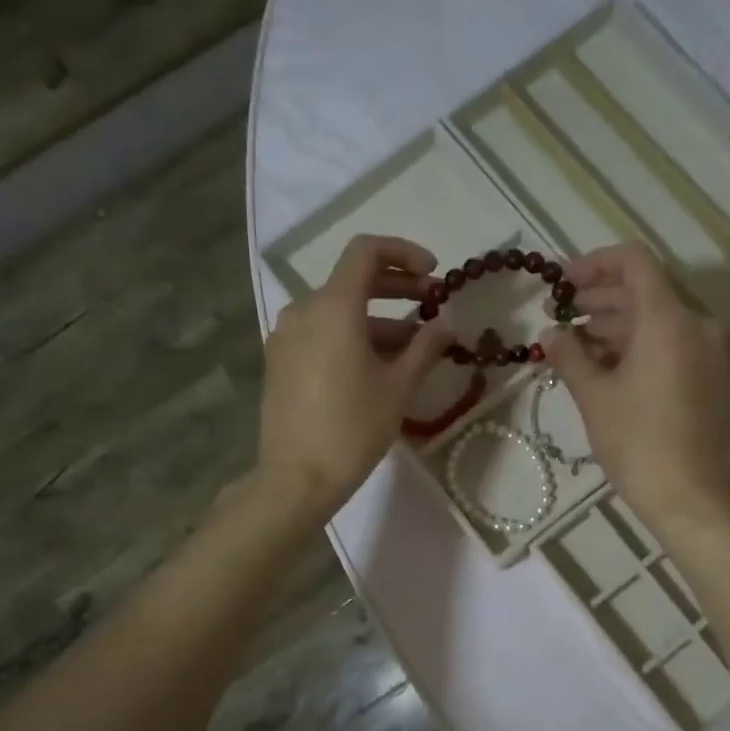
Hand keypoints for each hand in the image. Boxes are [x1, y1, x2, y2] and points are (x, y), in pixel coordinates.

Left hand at [257, 235, 454, 518]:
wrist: (297, 478)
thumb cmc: (353, 428)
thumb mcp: (399, 387)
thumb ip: (426, 346)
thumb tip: (448, 321)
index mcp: (333, 307)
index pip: (367, 252)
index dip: (404, 254)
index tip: (434, 274)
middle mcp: (303, 310)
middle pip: (354, 281)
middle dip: (398, 289)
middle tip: (433, 305)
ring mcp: (287, 336)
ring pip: (339, 312)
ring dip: (379, 320)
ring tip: (415, 347)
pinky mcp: (281, 361)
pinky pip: (322, 334)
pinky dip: (354, 337)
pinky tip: (379, 366)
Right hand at [541, 243, 729, 534]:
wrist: (689, 497)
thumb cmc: (637, 442)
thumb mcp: (594, 396)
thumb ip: (569, 355)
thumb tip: (550, 333)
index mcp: (668, 320)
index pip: (633, 262)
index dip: (593, 265)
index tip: (561, 284)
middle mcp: (696, 326)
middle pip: (643, 293)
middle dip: (597, 301)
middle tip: (556, 317)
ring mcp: (708, 353)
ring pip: (656, 322)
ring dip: (614, 327)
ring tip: (572, 346)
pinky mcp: (710, 378)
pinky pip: (670, 346)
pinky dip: (637, 348)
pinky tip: (603, 367)